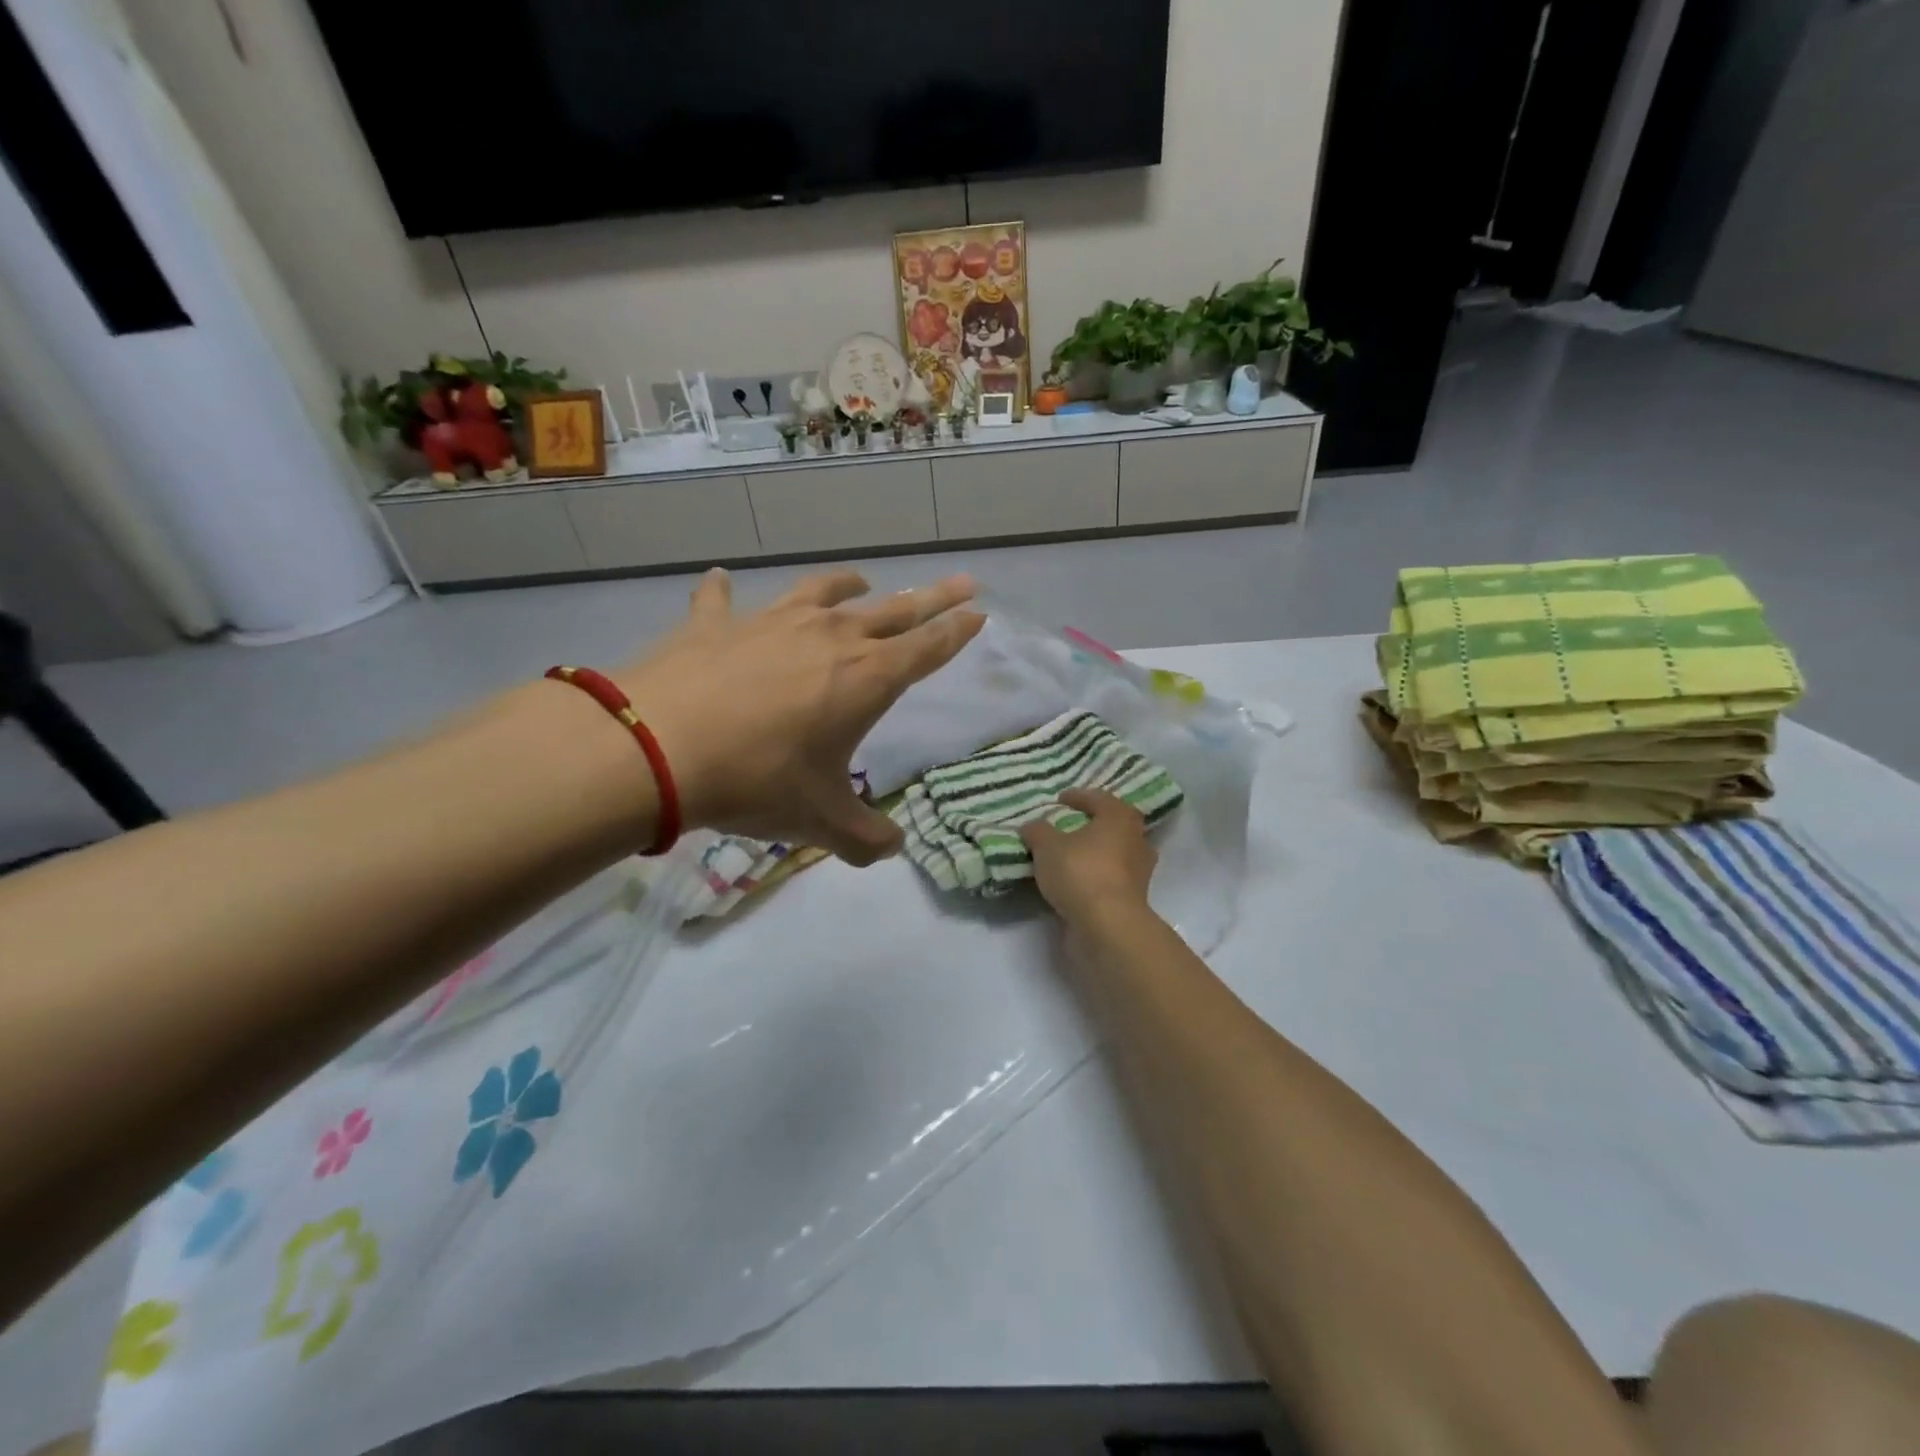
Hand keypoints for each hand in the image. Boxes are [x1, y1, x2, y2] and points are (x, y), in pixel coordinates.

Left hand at [616, 568, 982, 864]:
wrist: (659, 748)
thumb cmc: (758, 780)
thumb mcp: (821, 820)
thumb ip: (865, 838)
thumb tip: (890, 849)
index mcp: (866, 678)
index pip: (928, 648)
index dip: (957, 631)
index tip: (978, 612)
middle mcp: (829, 638)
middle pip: (893, 610)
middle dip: (932, 597)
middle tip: (961, 580)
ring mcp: (771, 623)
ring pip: (822, 592)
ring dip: (846, 584)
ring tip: (861, 578)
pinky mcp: (715, 625)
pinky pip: (722, 600)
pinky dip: (722, 591)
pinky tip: (720, 579)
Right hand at [1020, 788, 1157, 927]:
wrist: (1107, 927)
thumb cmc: (1080, 872)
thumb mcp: (1047, 845)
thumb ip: (1038, 831)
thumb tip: (1033, 826)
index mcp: (1120, 818)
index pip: (1099, 798)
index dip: (1078, 796)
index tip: (1060, 800)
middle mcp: (1136, 841)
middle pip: (1113, 826)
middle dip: (1091, 825)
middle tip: (1068, 827)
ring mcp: (1138, 873)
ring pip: (1114, 854)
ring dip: (1094, 853)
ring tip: (1068, 857)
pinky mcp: (1132, 900)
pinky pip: (1110, 879)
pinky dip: (1094, 877)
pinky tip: (1073, 883)